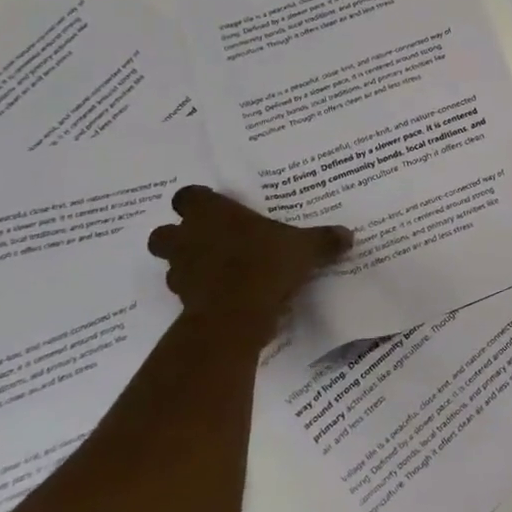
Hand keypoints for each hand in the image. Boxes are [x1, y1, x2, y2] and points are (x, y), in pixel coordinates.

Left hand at [146, 187, 351, 346]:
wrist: (237, 314)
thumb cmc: (267, 264)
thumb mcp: (305, 248)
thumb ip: (323, 240)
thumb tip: (347, 235)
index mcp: (212, 214)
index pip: (188, 196)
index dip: (198, 202)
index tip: (217, 209)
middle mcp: (189, 238)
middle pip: (163, 233)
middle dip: (179, 237)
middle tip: (208, 241)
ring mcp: (181, 272)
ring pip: (170, 264)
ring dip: (188, 266)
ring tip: (218, 272)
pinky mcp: (182, 303)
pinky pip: (186, 293)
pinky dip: (200, 293)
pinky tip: (224, 296)